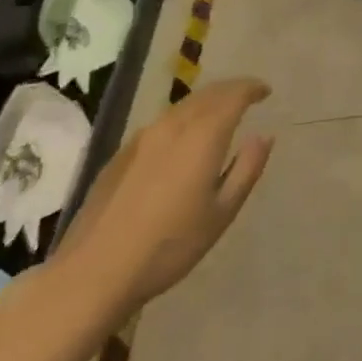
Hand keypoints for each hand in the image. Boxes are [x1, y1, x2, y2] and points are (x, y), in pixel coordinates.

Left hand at [53, 78, 274, 320]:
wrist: (95, 272)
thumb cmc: (170, 245)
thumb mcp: (222, 212)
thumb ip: (247, 169)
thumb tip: (263, 136)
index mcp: (203, 136)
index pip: (233, 96)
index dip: (252, 88)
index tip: (266, 91)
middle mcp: (173, 126)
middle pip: (206, 94)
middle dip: (230, 90)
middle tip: (247, 96)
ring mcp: (142, 139)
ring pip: (181, 106)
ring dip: (205, 102)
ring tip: (219, 113)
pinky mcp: (121, 154)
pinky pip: (161, 123)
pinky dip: (182, 118)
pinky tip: (182, 139)